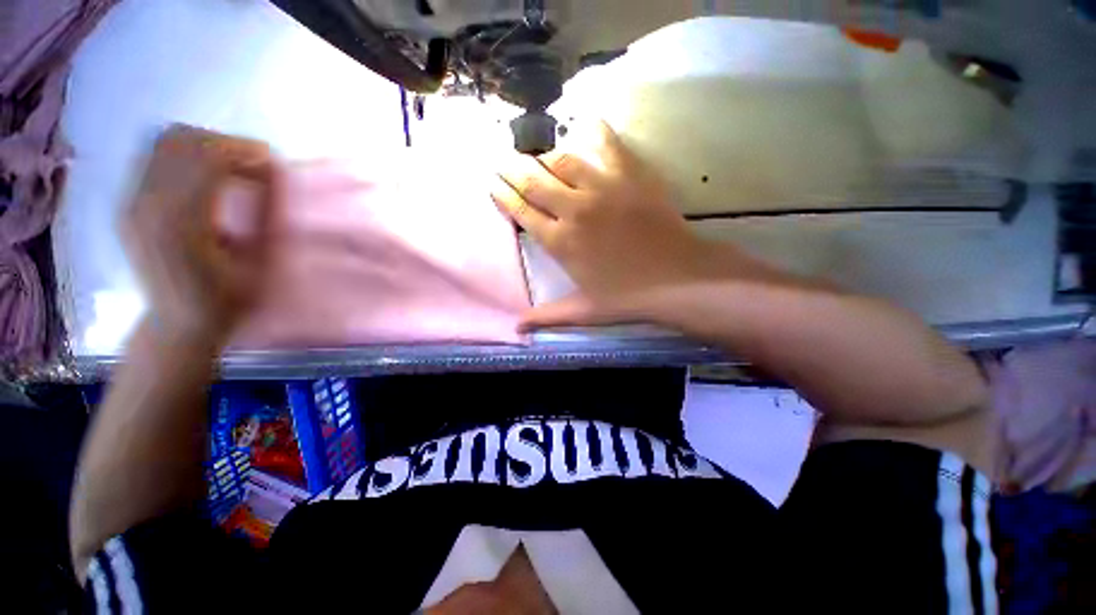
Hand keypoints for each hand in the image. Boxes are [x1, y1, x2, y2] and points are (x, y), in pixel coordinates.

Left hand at [123, 126, 281, 343]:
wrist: (178, 324)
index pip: (208, 158)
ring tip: (236, 168)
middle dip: (227, 144)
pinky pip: (156, 156)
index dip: (245, 152)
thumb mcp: (261, 265)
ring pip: (166, 142)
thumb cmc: (228, 301)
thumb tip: (274, 173)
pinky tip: (210, 176)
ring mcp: (132, 201)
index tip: (275, 164)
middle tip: (257, 165)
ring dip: (207, 146)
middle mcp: (147, 204)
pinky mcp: (129, 202)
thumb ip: (266, 216)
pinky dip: (188, 155)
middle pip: (183, 140)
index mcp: (181, 224)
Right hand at [491, 122, 724, 328]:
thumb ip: (547, 316)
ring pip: (562, 160)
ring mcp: (602, 188)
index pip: (521, 211)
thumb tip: (516, 328)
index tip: (492, 182)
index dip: (503, 195)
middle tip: (502, 160)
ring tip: (537, 154)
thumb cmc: (628, 296)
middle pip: (533, 181)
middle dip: (512, 168)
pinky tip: (583, 125)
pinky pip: (606, 143)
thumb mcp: (583, 310)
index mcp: (560, 242)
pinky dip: (593, 131)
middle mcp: (574, 210)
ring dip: (544, 155)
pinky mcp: (630, 175)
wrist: (677, 278)